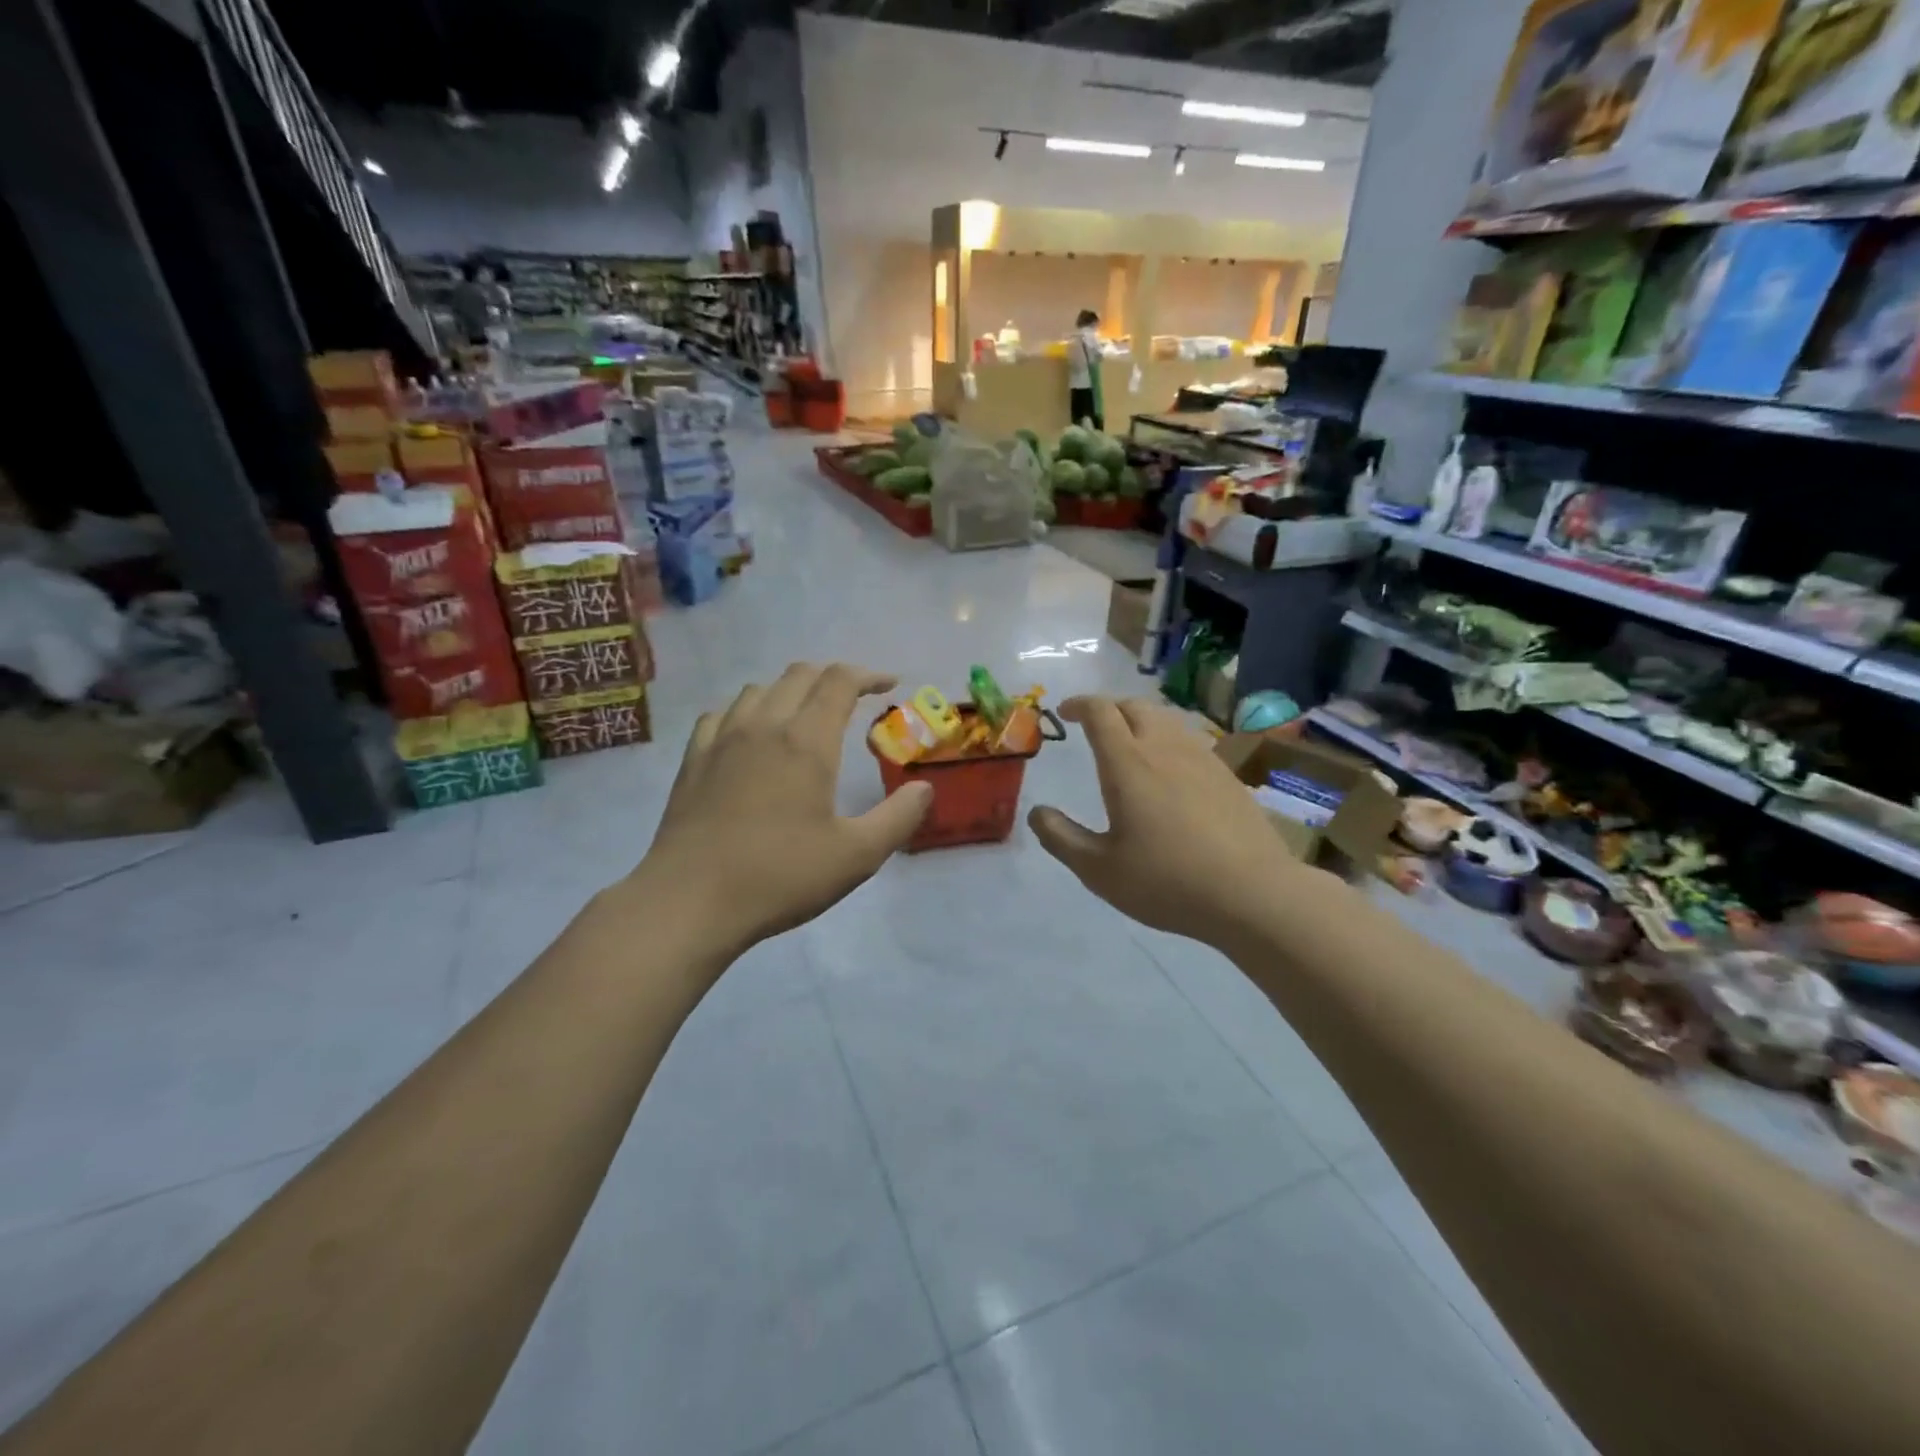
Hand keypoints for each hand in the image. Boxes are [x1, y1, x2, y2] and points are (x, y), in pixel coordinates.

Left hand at [632, 662, 932, 961]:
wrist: (689, 901)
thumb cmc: (780, 876)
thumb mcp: (856, 856)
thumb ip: (898, 818)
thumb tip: (924, 788)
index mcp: (806, 741)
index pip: (839, 681)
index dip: (869, 675)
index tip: (889, 685)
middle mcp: (763, 725)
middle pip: (800, 674)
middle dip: (833, 677)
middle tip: (854, 699)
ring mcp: (721, 739)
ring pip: (759, 689)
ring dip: (790, 691)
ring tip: (805, 716)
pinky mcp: (693, 760)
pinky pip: (722, 714)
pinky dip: (747, 711)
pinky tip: (750, 736)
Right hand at [1029, 696, 1310, 945]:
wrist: (1252, 893)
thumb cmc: (1166, 881)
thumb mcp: (1098, 869)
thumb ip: (1061, 837)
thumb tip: (1037, 812)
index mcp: (1127, 762)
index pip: (1100, 711)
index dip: (1079, 704)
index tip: (1065, 712)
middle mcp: (1164, 747)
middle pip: (1134, 705)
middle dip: (1109, 708)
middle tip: (1094, 726)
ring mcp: (1201, 758)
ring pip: (1166, 719)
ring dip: (1140, 720)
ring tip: (1130, 743)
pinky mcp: (1227, 775)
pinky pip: (1190, 740)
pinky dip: (1168, 740)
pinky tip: (1170, 771)